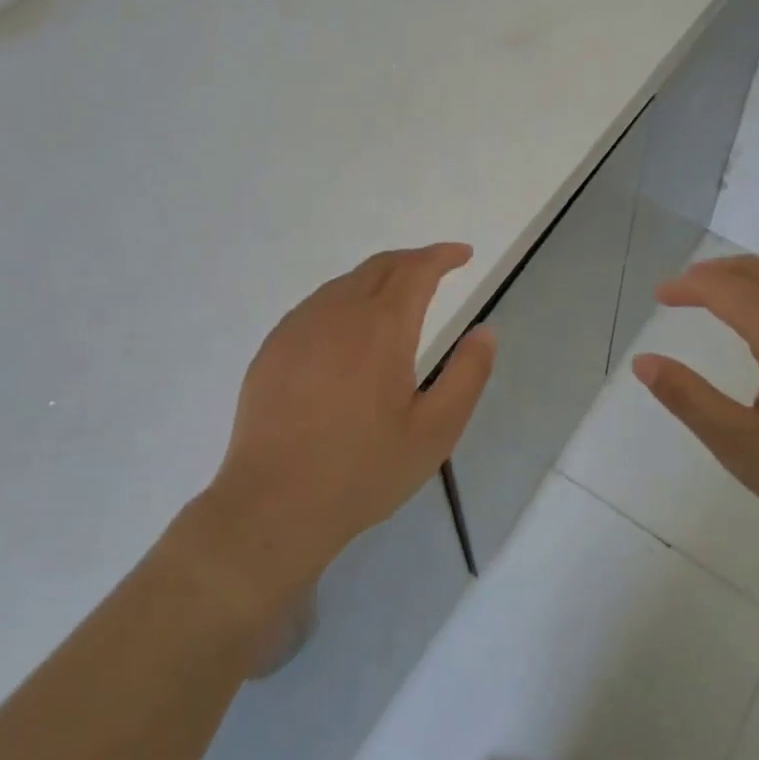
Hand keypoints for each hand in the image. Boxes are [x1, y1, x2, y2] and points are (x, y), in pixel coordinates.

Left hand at [186, 244, 495, 610]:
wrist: (274, 504)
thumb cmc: (363, 470)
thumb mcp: (435, 431)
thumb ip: (468, 375)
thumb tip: (485, 332)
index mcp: (382, 328)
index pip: (416, 270)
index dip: (442, 256)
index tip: (463, 254)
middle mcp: (337, 313)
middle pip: (379, 266)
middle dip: (412, 260)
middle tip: (436, 270)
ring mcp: (298, 328)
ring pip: (344, 283)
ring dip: (377, 279)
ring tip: (397, 298)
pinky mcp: (273, 348)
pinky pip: (316, 306)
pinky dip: (344, 300)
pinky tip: (348, 330)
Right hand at [631, 253, 758, 549]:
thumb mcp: (744, 446)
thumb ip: (689, 399)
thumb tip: (644, 363)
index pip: (723, 287)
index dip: (687, 286)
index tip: (662, 295)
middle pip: (758, 271)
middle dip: (716, 273)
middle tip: (687, 289)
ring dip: (751, 283)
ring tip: (726, 304)